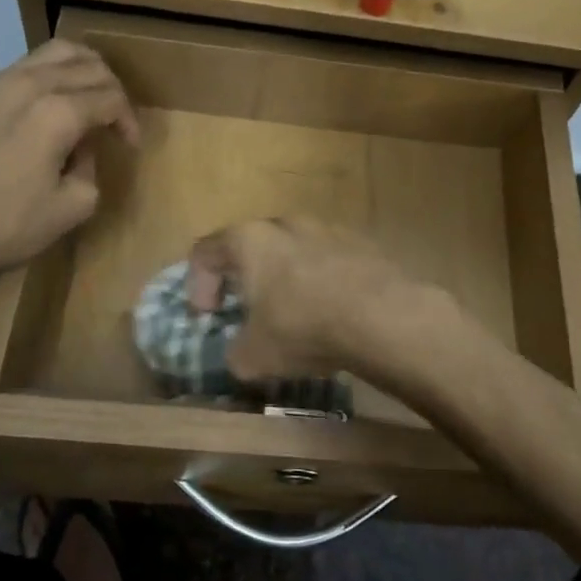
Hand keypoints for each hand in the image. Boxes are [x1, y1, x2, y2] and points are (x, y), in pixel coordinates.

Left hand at [0, 41, 138, 284]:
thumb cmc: (6, 224)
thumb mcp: (72, 207)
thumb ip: (90, 170)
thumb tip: (81, 150)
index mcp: (60, 111)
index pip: (112, 98)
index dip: (129, 120)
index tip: (129, 146)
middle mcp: (31, 84)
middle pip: (88, 64)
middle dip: (112, 89)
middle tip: (115, 119)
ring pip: (53, 53)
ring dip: (81, 71)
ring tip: (86, 99)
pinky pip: (22, 68)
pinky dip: (47, 78)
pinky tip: (45, 108)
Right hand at [187, 218, 436, 380]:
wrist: (382, 316)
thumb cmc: (303, 327)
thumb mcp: (254, 356)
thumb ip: (236, 354)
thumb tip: (241, 357)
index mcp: (249, 240)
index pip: (206, 251)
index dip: (198, 284)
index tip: (209, 315)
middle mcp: (286, 224)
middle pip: (253, 244)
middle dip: (246, 277)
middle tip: (249, 310)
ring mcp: (328, 229)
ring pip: (295, 250)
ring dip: (287, 277)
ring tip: (295, 312)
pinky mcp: (363, 243)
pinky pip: (330, 260)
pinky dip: (323, 281)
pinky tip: (333, 311)